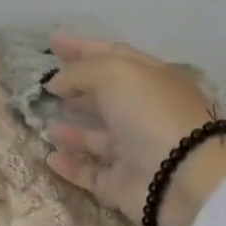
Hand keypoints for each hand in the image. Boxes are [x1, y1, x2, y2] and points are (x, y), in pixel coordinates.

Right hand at [43, 32, 225, 225]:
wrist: (181, 178)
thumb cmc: (151, 114)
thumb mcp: (115, 74)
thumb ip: (80, 72)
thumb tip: (56, 83)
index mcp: (151, 79)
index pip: (113, 56)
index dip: (83, 47)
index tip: (53, 41)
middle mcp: (144, 113)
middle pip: (106, 97)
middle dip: (77, 89)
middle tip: (46, 85)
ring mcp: (135, 150)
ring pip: (98, 137)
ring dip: (72, 129)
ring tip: (44, 123)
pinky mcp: (123, 184)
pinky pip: (92, 173)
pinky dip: (71, 166)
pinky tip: (49, 157)